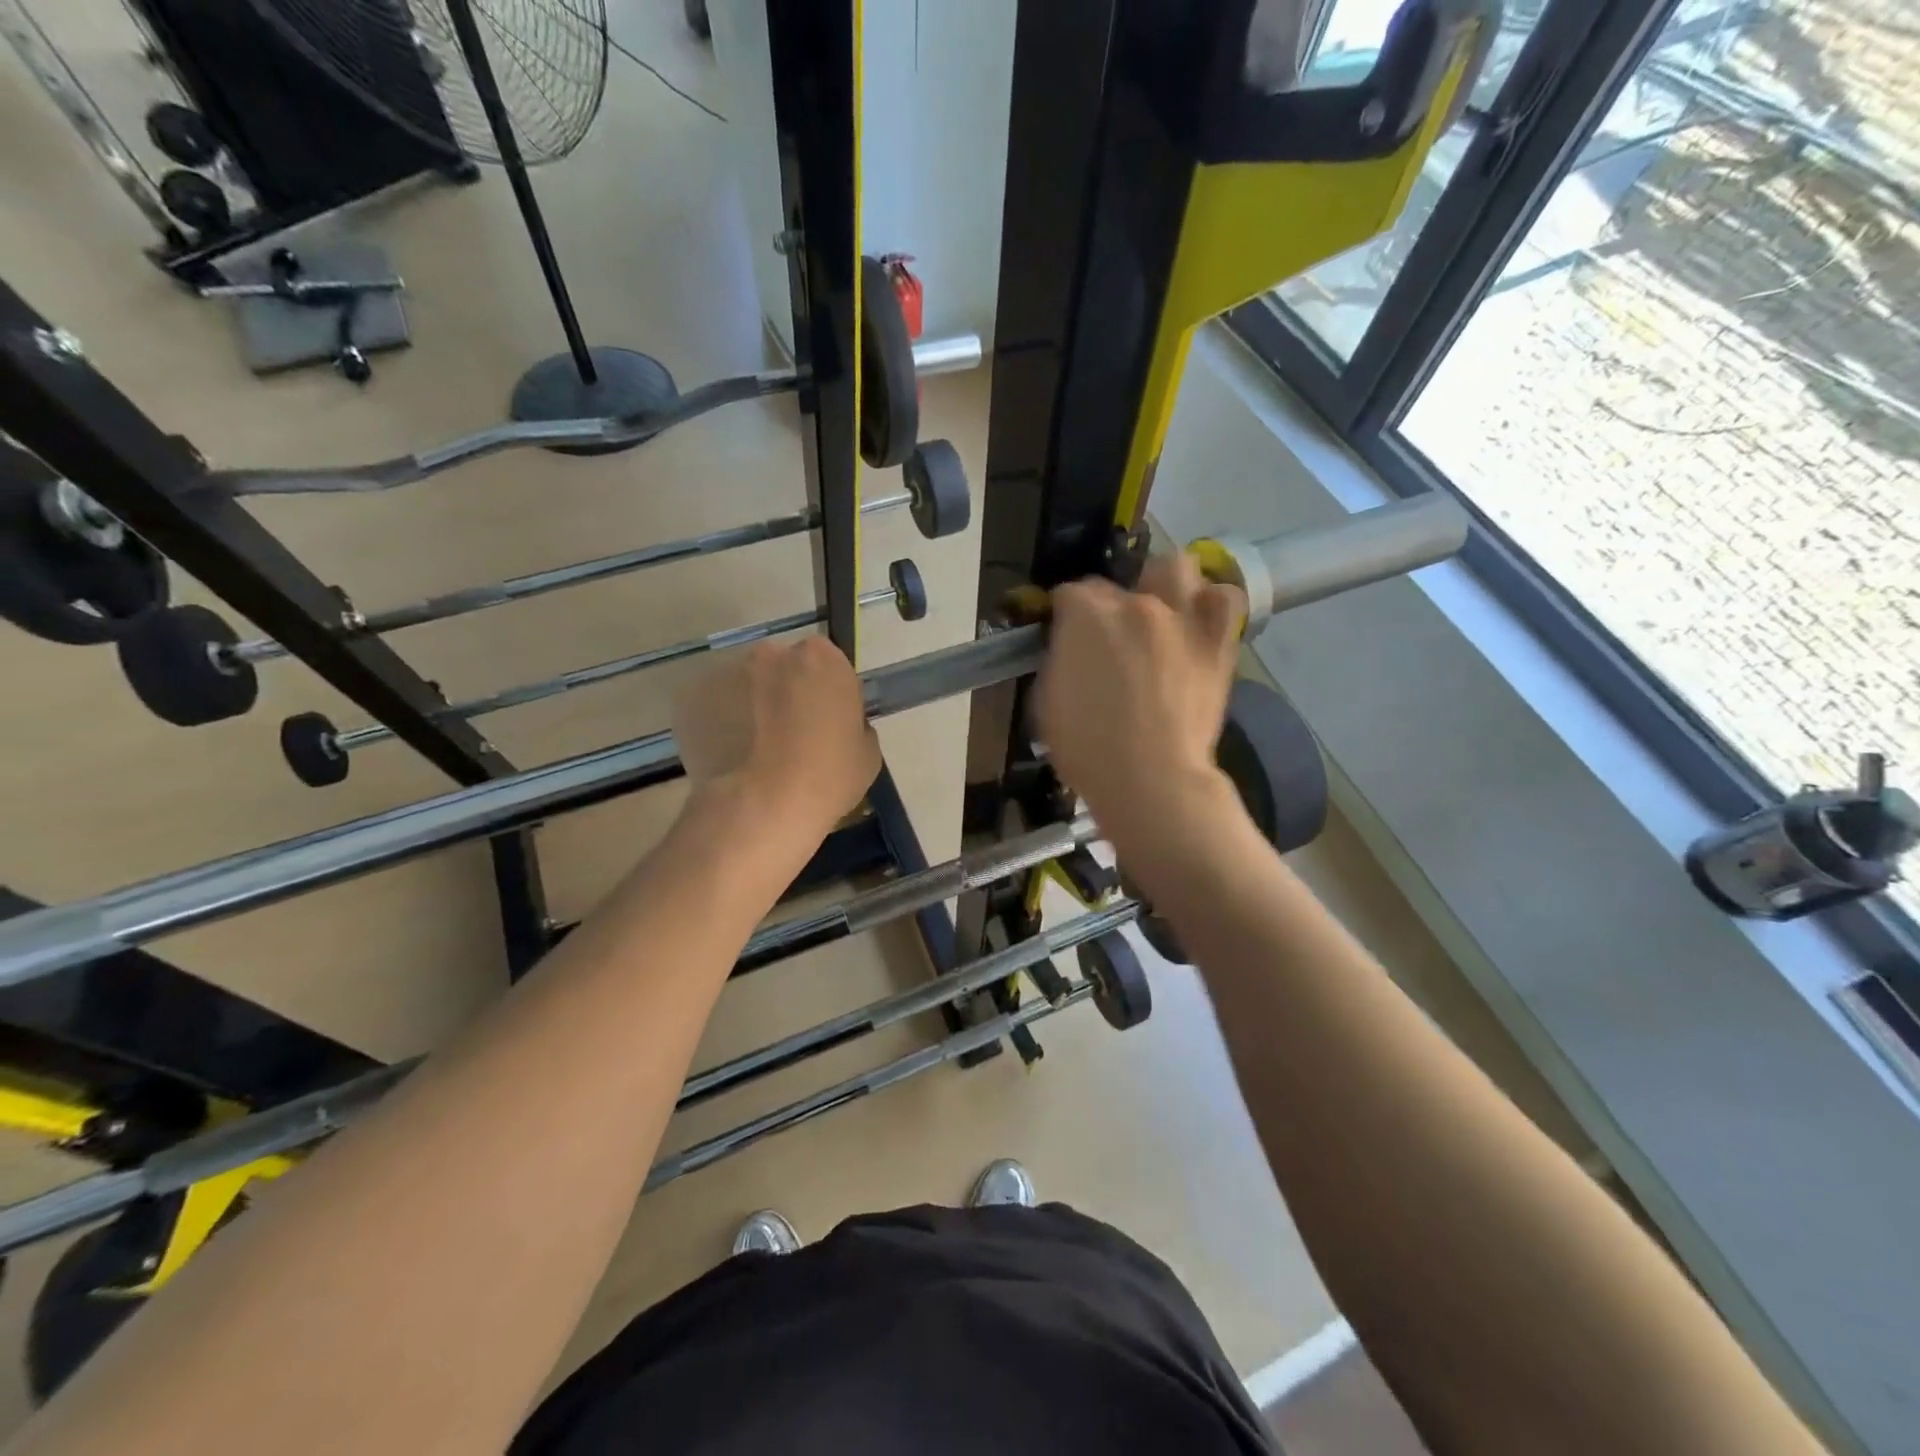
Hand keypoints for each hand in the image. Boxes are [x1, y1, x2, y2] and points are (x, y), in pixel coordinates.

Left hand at [674, 636, 880, 845]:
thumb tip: (836, 724)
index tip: (824, 721)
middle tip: (789, 735)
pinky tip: (730, 757)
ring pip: (745, 685)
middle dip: (784, 692)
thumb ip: (853, 724)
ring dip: (751, 706)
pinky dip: (721, 724)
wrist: (763, 806)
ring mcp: (728, 672)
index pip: (827, 664)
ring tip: (755, 751)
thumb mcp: (866, 752)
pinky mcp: (693, 698)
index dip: (825, 692)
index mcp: (822, 657)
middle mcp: (773, 653)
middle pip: (782, 667)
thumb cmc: (828, 776)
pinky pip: (715, 707)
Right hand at [1033, 553, 1243, 851]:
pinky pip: (1224, 600)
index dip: (1064, 616)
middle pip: (1118, 582)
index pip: (1069, 594)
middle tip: (1109, 636)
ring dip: (1163, 585)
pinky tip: (1197, 624)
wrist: (1151, 779)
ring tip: (1158, 613)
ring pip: (1176, 568)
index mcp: (1086, 614)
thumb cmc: (1087, 748)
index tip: (1065, 639)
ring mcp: (1182, 617)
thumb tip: (1067, 649)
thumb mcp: (1046, 701)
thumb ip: (1057, 660)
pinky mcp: (1217, 641)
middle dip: (1109, 602)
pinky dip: (1211, 605)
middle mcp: (1135, 603)